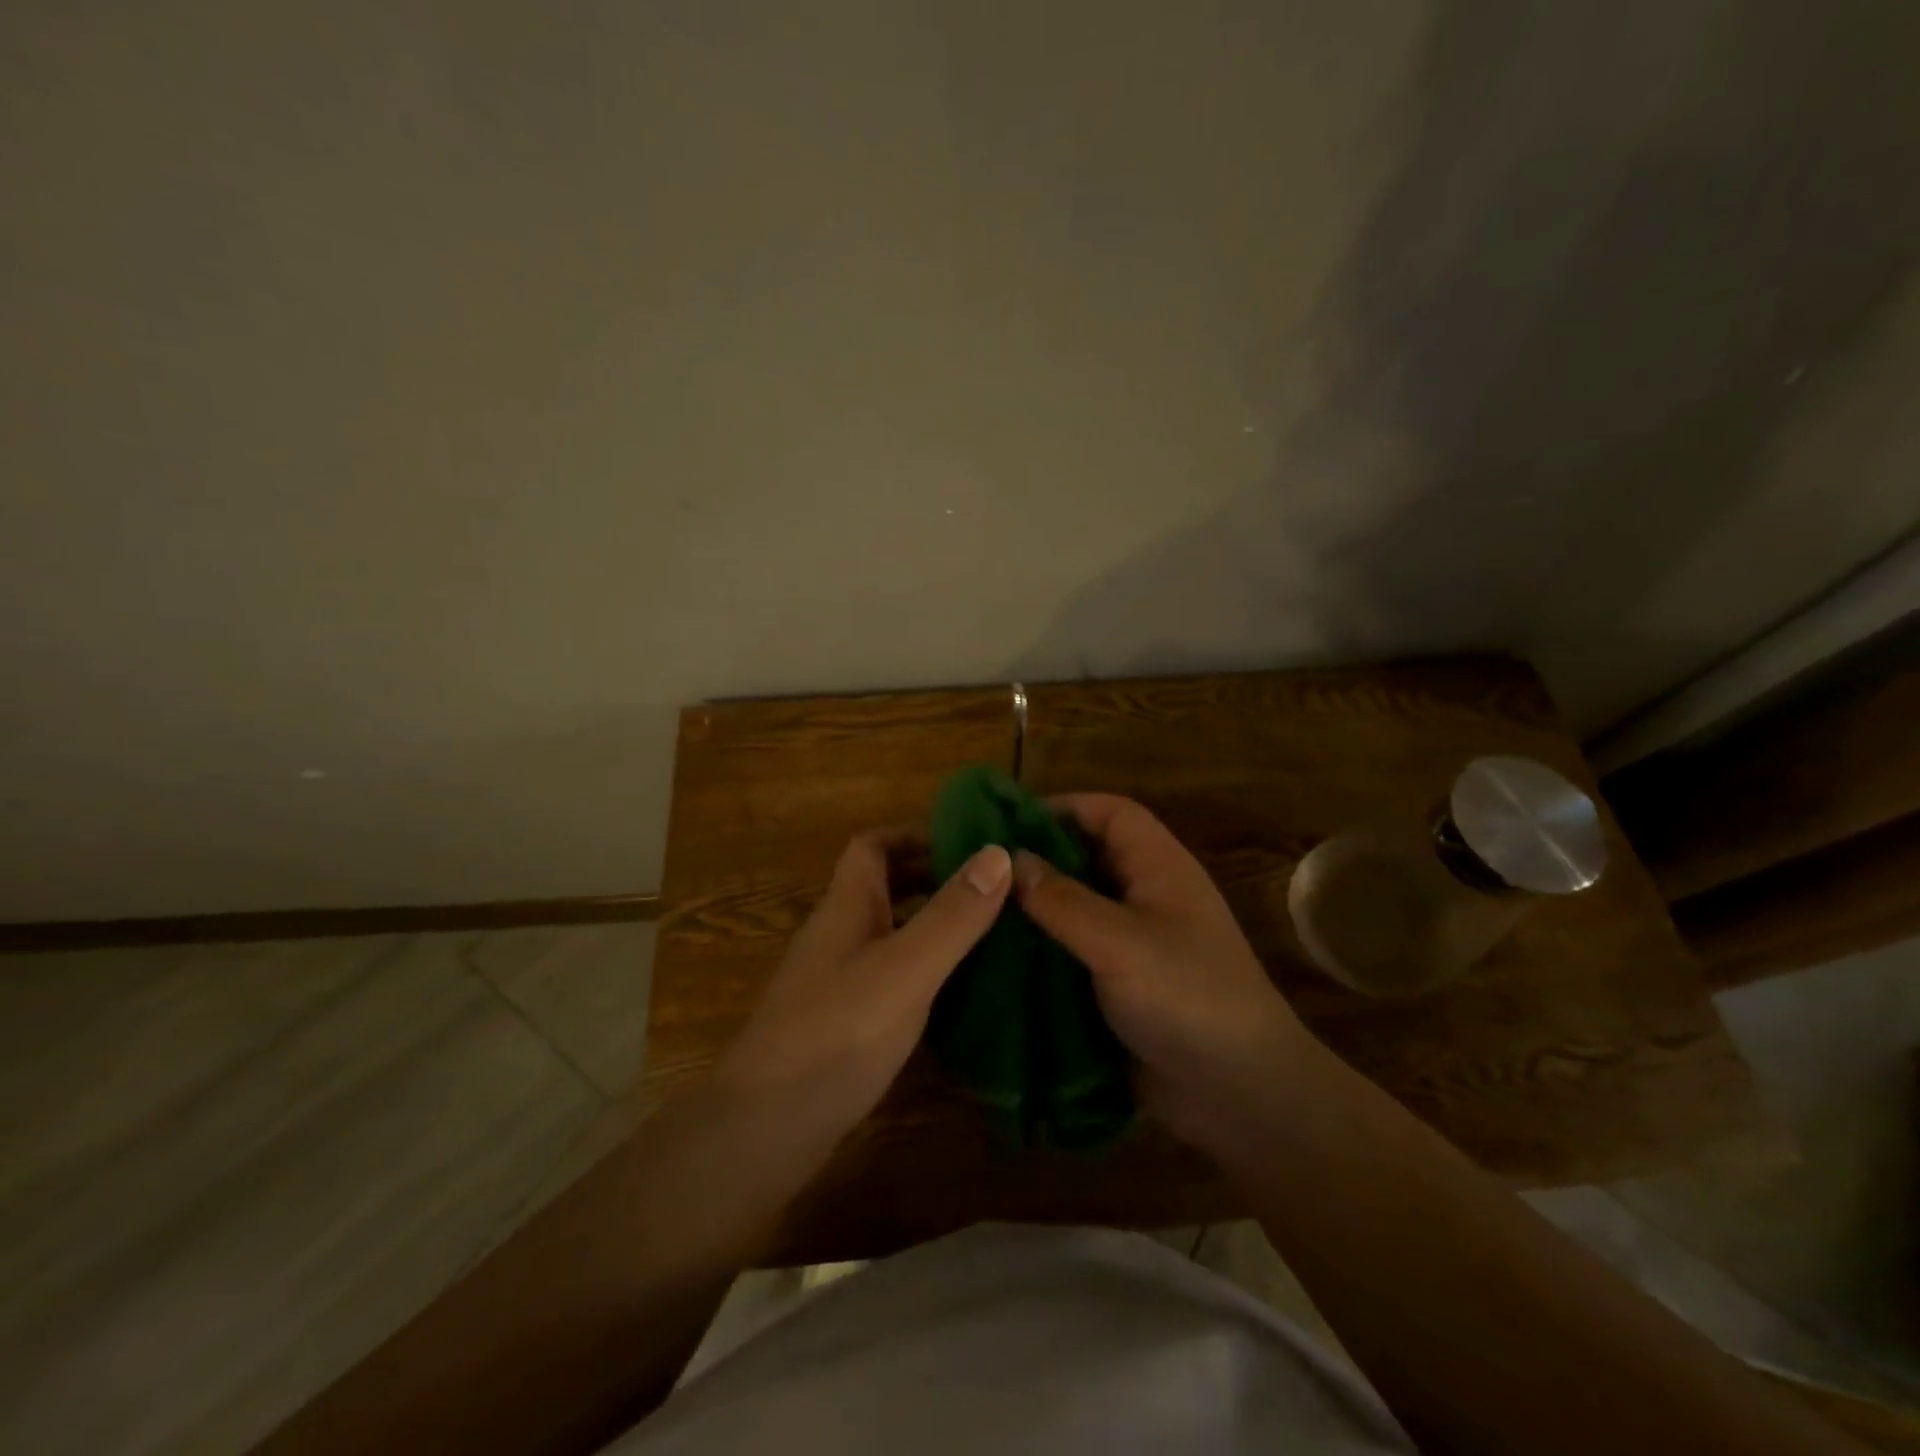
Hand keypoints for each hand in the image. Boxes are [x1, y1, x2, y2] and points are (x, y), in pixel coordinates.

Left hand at [713, 827, 1011, 1149]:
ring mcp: (840, 980)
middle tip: (995, 888)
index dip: (915, 834)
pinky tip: (961, 990)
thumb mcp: (906, 968)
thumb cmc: (837, 1032)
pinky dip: (927, 970)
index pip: (873, 846)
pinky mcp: (847, 1022)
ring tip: (992, 931)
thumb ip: (952, 914)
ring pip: (892, 932)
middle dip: (935, 877)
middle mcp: (840, 934)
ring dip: (935, 924)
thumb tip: (999, 853)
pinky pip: (893, 975)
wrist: (766, 1128)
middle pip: (885, 886)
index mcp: (847, 906)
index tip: (969, 842)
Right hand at [1013, 794, 1314, 1151]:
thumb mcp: (1120, 942)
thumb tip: (1010, 860)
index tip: (1008, 822)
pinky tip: (1000, 957)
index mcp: (1160, 868)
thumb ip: (1062, 900)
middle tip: (981, 870)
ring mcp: (1134, 943)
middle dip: (1040, 857)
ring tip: (979, 910)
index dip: (1065, 807)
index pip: (1111, 813)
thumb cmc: (1187, 998)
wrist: (1239, 1094)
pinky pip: (1074, 951)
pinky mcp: (1120, 983)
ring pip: (1077, 906)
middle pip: (1089, 856)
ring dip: (1036, 907)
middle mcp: (1147, 896)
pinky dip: (1042, 949)